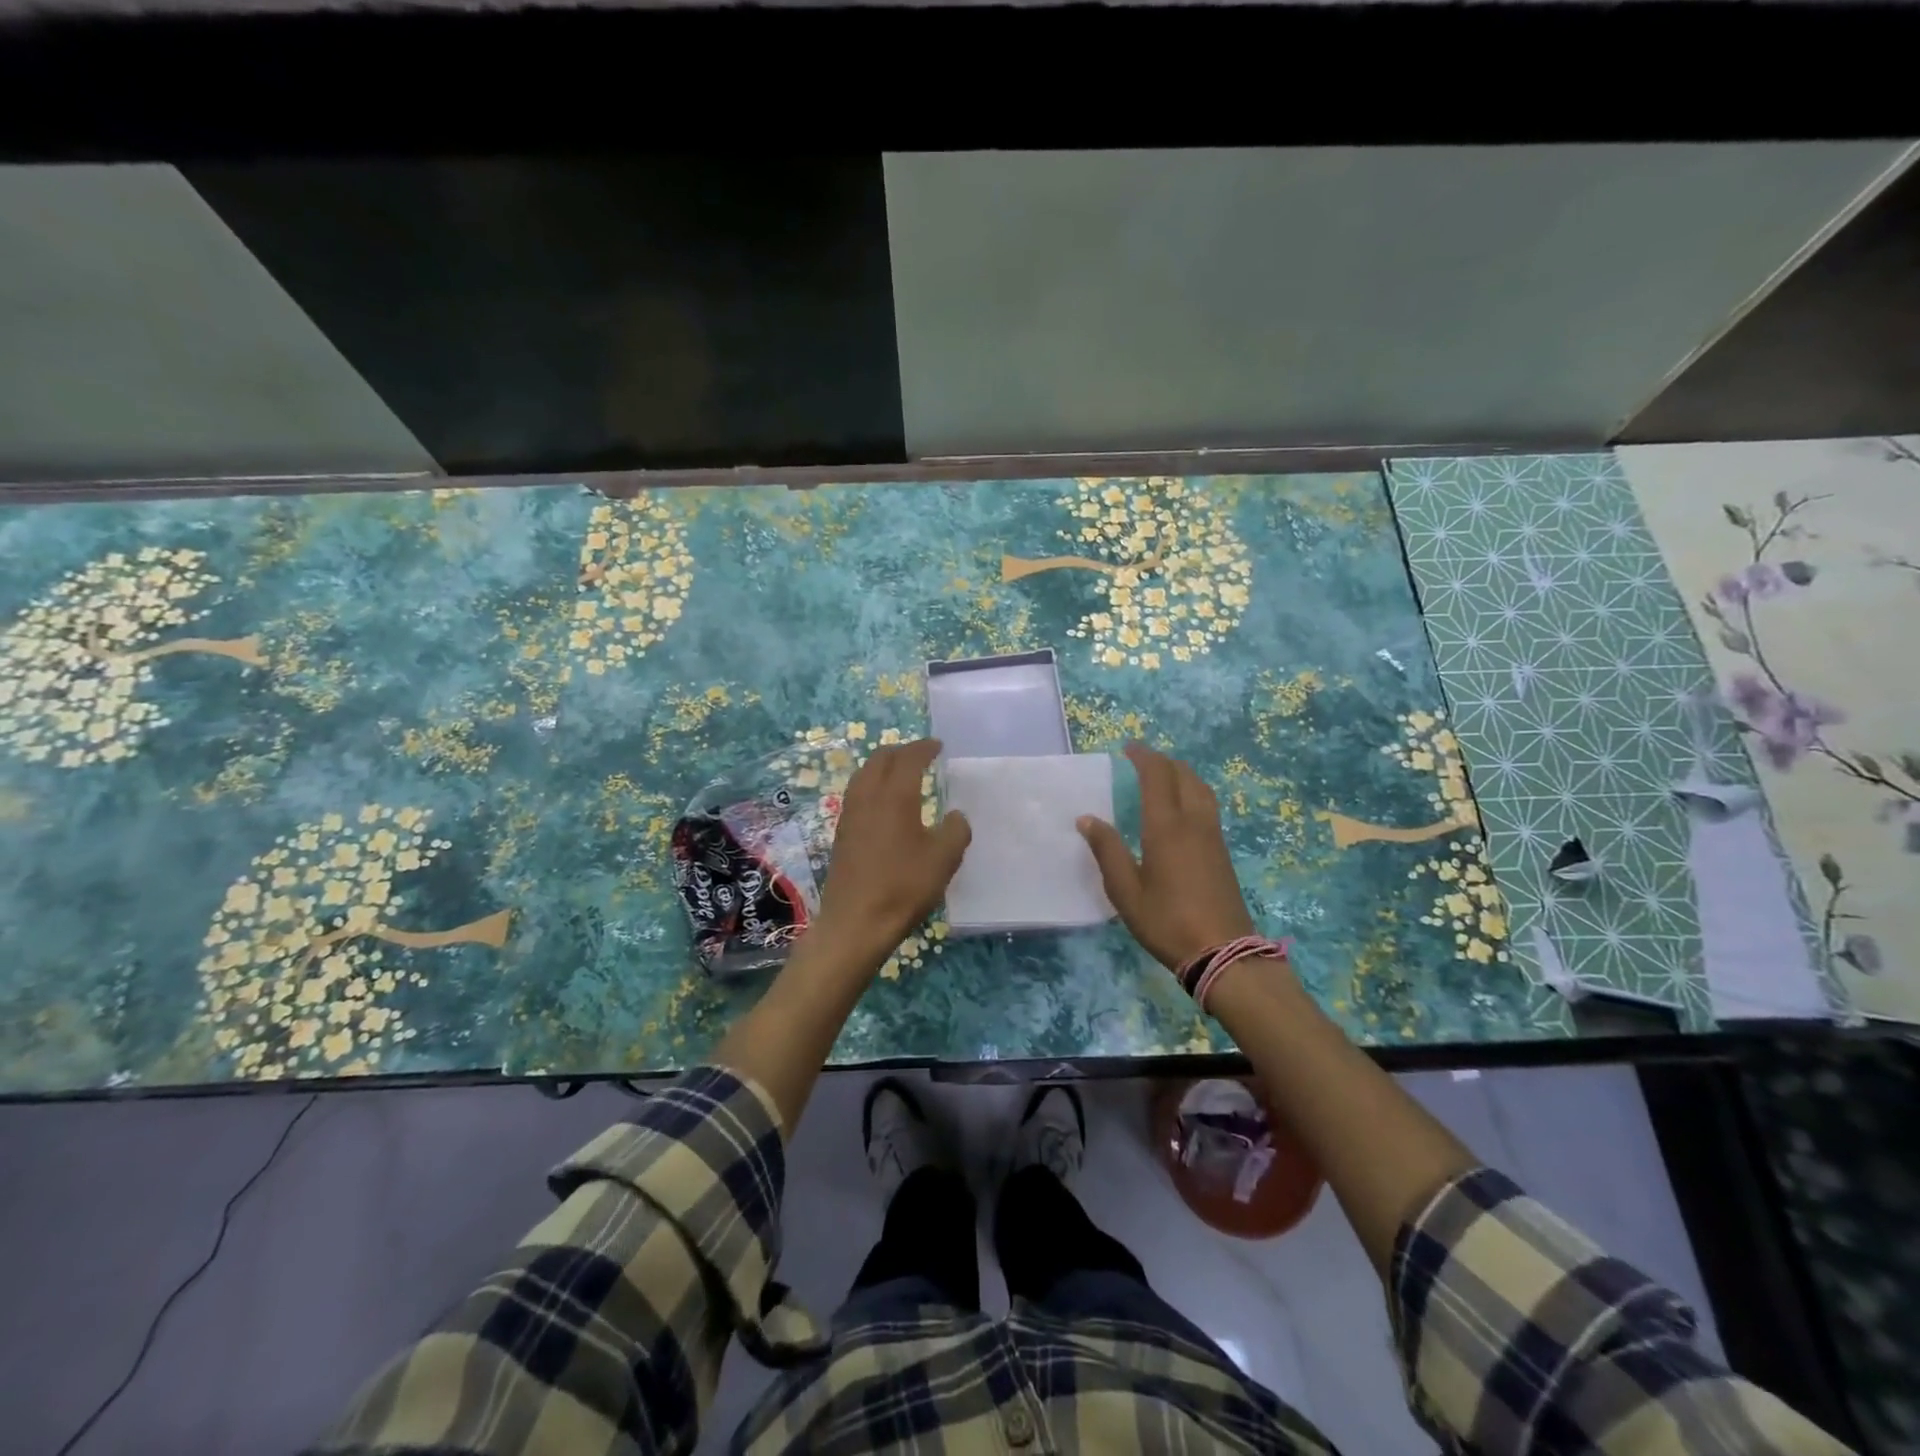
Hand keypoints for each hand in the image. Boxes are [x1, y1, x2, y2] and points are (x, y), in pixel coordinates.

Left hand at [814, 738, 970, 960]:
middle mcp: (868, 796)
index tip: (937, 745)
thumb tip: (955, 816)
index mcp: (894, 795)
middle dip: (901, 751)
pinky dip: (872, 785)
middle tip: (919, 754)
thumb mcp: (944, 859)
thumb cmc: (903, 886)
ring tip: (900, 773)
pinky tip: (882, 803)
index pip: (908, 758)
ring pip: (864, 775)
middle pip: (880, 759)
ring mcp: (850, 814)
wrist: (856, 922)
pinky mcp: (842, 833)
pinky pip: (857, 794)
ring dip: (882, 766)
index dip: (924, 748)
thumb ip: (955, 831)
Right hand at [1078, 742, 1256, 970]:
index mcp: (1166, 827)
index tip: (1128, 748)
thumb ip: (1107, 850)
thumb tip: (1087, 819)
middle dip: (1163, 762)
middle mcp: (1194, 822)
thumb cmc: (1167, 921)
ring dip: (1181, 774)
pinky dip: (1192, 791)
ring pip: (1201, 789)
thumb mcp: (1125, 891)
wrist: (1223, 952)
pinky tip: (1182, 807)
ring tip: (1164, 776)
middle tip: (1142, 760)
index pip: (1157, 776)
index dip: (1143, 757)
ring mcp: (1213, 836)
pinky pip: (1208, 805)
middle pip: (1183, 776)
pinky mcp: (1222, 851)